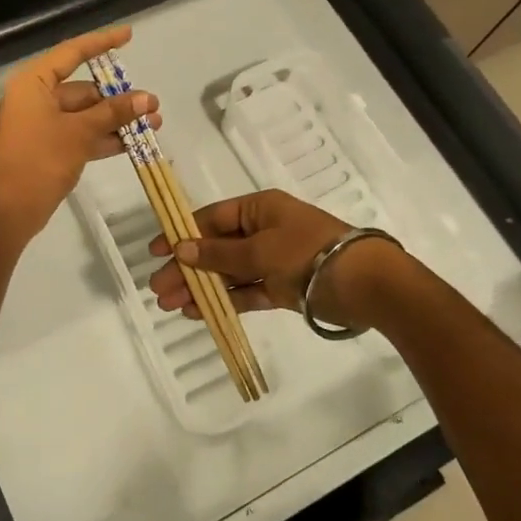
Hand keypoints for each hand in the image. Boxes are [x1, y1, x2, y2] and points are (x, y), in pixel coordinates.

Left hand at [0, 25, 161, 247]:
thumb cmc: (38, 161)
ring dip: (117, 119)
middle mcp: (36, 98)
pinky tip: (134, 143)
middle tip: (152, 105)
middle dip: (119, 97)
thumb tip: (146, 98)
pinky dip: (104, 137)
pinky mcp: (49, 148)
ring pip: (86, 114)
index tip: (129, 35)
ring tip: (154, 124)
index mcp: (33, 83)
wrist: (9, 211)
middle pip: (83, 88)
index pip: (72, 53)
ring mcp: (42, 124)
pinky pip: (82, 134)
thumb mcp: (79, 133)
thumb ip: (113, 113)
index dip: (101, 42)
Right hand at [149, 188, 411, 328]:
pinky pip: (245, 291)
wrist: (364, 284)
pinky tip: (197, 311)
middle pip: (215, 247)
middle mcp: (262, 230)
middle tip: (157, 288)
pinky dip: (223, 300)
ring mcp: (272, 260)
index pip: (211, 218)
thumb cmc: (308, 253)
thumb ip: (219, 252)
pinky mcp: (281, 288)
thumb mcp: (260, 249)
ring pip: (227, 272)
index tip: (155, 250)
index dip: (182, 232)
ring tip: (170, 304)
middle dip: (185, 267)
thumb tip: (181, 248)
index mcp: (259, 208)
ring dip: (199, 286)